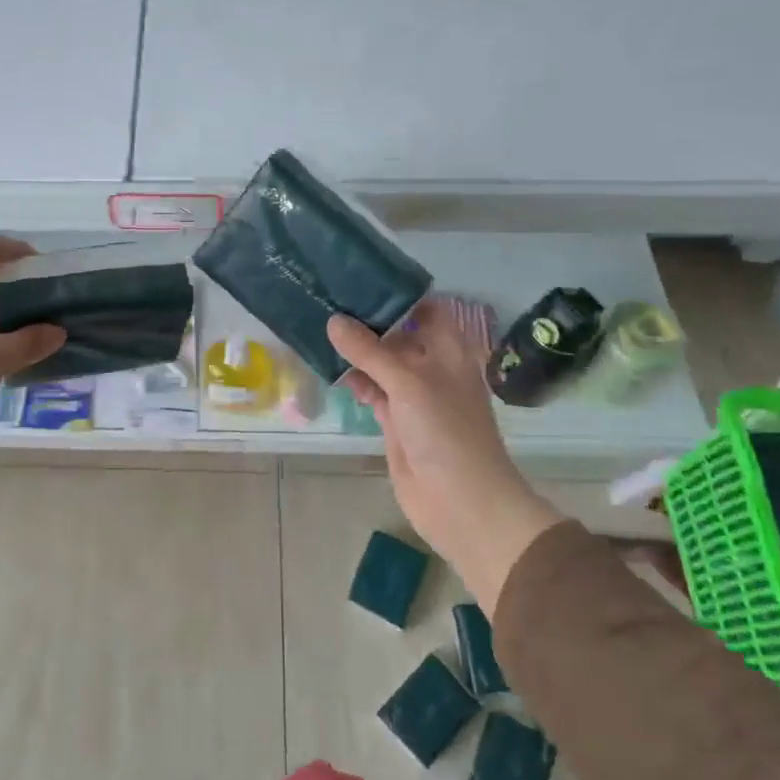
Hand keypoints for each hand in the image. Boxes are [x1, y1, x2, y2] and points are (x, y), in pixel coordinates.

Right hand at [328, 307, 561, 608]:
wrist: (461, 502)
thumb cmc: (445, 431)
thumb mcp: (408, 383)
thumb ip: (370, 351)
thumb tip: (334, 320)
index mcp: (448, 351)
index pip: (424, 309)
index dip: (396, 294)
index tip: (359, 277)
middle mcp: (432, 367)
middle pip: (398, 335)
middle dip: (367, 321)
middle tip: (327, 297)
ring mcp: (413, 396)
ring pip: (381, 364)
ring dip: (356, 352)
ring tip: (318, 326)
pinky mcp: (396, 421)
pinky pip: (372, 391)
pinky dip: (354, 381)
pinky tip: (329, 367)